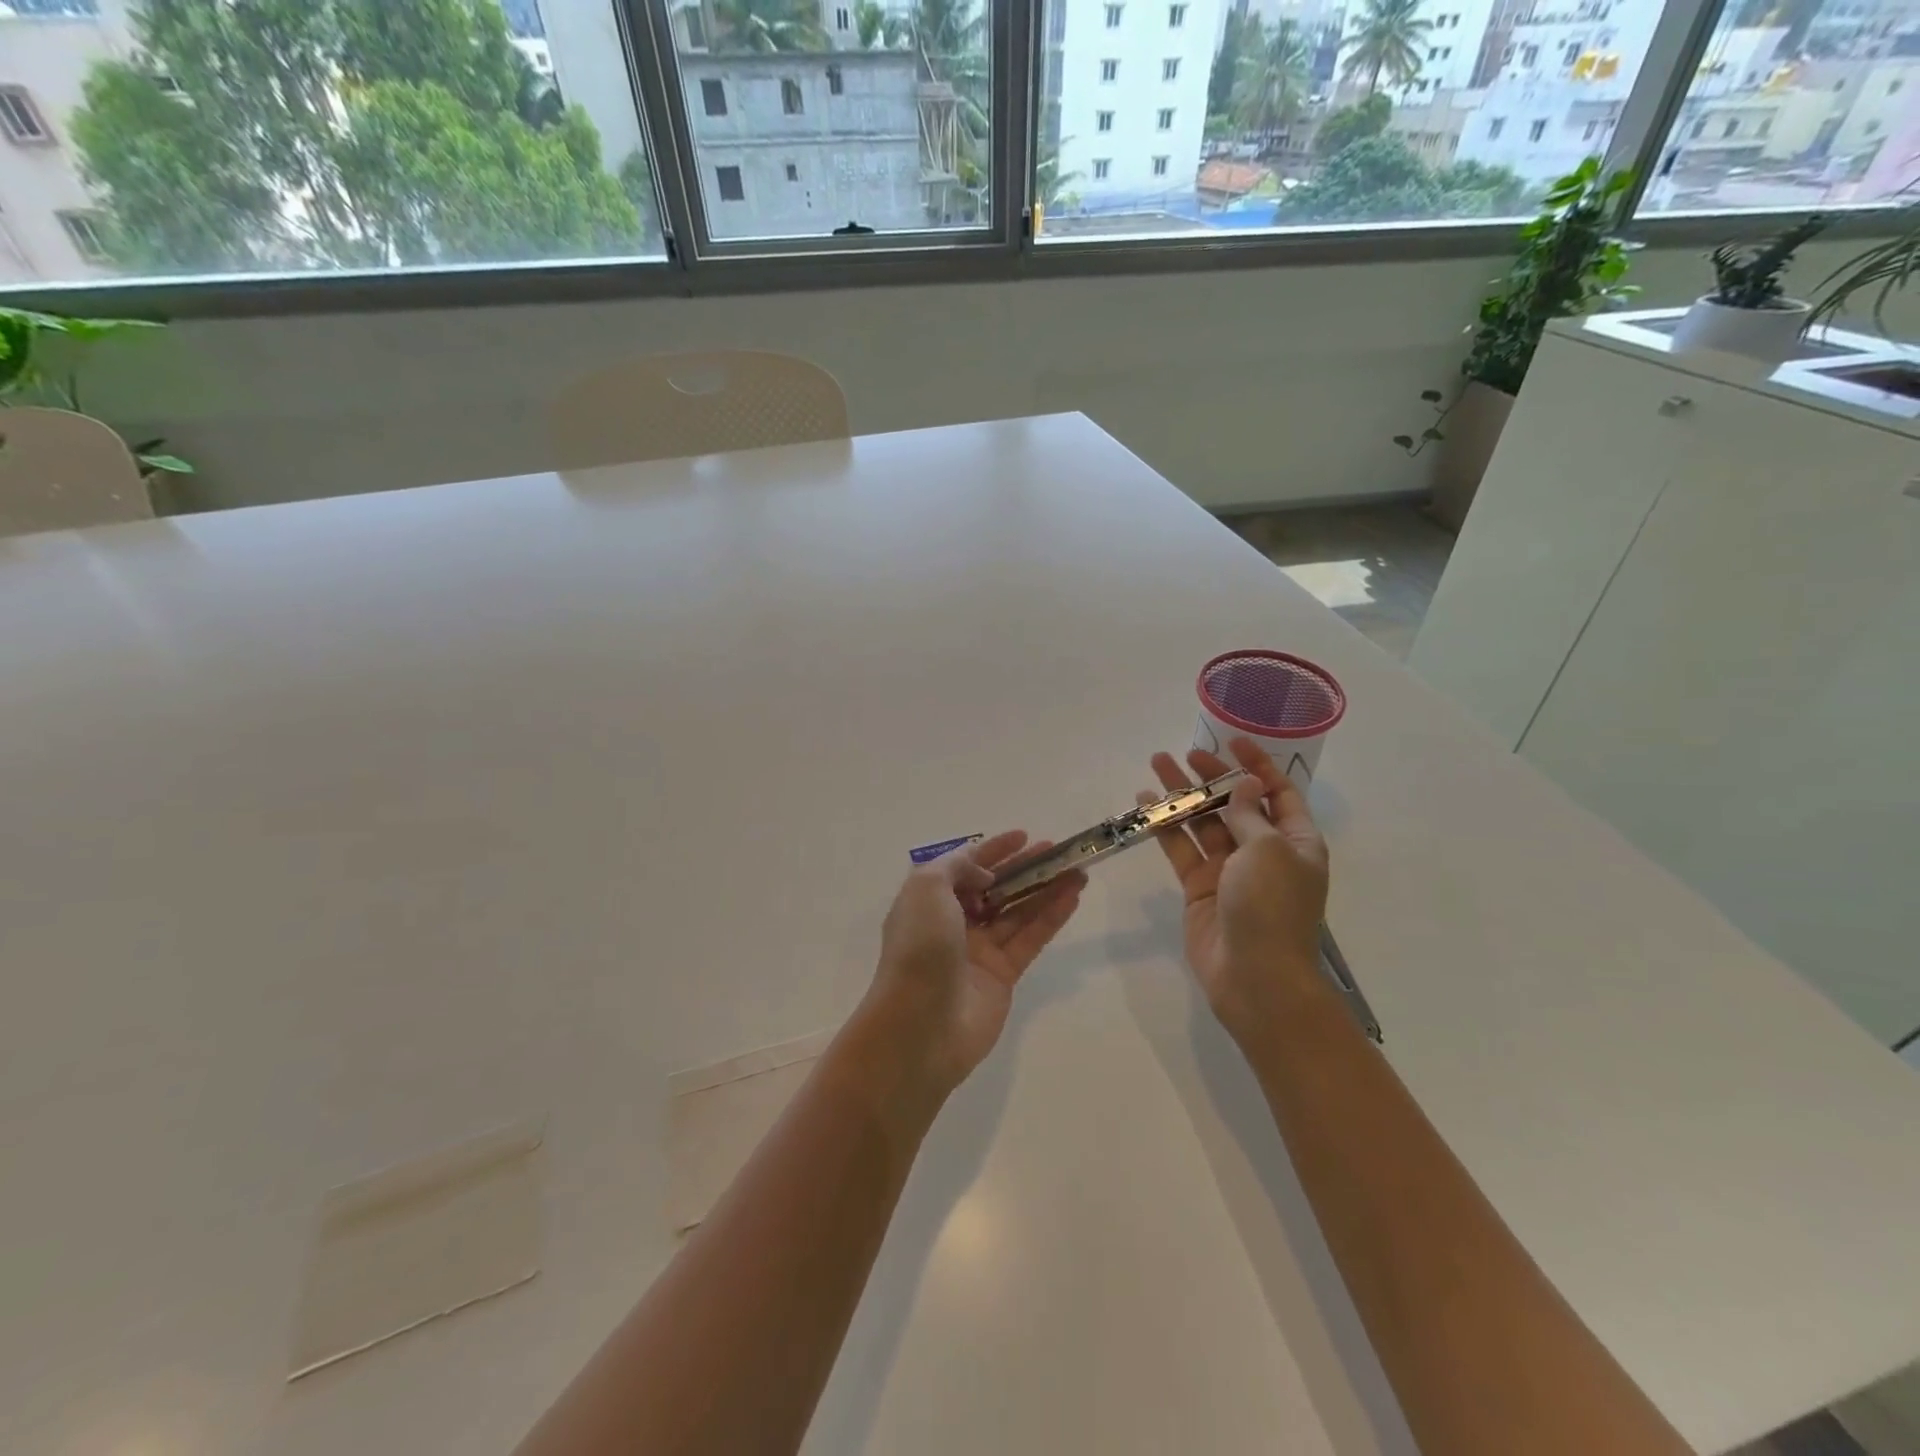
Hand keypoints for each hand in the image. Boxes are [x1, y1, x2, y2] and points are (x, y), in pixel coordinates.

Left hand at [857, 832, 1084, 1102]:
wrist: (921, 1025)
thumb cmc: (920, 947)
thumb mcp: (927, 888)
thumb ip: (956, 866)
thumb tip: (985, 874)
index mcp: (928, 900)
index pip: (964, 866)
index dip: (993, 850)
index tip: (1023, 836)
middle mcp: (952, 922)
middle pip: (995, 887)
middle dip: (1024, 867)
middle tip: (1056, 850)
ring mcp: (978, 951)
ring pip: (1017, 911)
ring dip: (1046, 889)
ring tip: (1078, 870)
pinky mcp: (1002, 976)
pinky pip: (1030, 938)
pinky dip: (1051, 917)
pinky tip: (1073, 896)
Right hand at [1144, 738, 1329, 1040]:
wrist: (1255, 976)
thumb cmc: (1272, 907)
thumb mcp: (1268, 850)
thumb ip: (1248, 814)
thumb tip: (1244, 784)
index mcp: (1295, 841)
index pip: (1277, 792)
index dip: (1257, 765)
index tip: (1232, 741)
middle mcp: (1263, 851)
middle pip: (1234, 804)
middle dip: (1211, 776)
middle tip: (1184, 753)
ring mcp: (1229, 870)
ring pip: (1203, 822)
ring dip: (1182, 795)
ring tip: (1156, 766)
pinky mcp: (1200, 888)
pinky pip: (1181, 848)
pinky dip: (1165, 826)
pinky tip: (1145, 804)